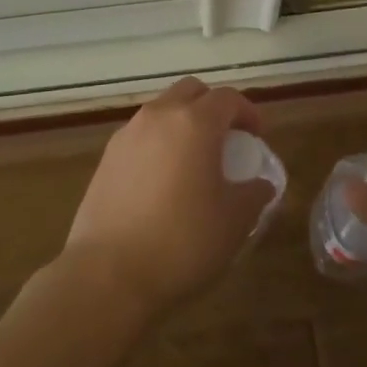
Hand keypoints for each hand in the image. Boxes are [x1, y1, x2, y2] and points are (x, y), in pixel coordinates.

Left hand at [61, 77, 275, 319]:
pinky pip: (141, 135)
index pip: (228, 98)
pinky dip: (158, 143)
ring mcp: (127, 134)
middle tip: (226, 140)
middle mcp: (159, 116)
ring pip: (162, 110)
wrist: (107, 275)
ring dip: (183, 123)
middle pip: (191, 91)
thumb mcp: (234, 222)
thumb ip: (254, 194)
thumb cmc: (182, 243)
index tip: (257, 137)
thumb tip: (260, 184)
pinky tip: (163, 180)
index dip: (248, 113)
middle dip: (213, 107)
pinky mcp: (106, 158)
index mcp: (195, 122)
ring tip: (194, 161)